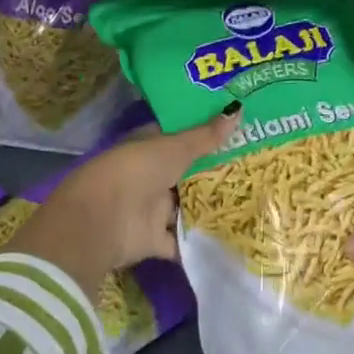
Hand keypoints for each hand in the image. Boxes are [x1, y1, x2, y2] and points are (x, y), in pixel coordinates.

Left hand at [8, 105, 238, 297]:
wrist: (100, 222)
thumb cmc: (135, 171)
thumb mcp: (175, 148)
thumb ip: (206, 136)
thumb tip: (238, 110)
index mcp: (149, 146)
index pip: (180, 136)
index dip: (205, 132)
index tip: (237, 130)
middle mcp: (150, 175)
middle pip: (185, 172)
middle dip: (213, 171)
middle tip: (253, 165)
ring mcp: (151, 208)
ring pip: (184, 206)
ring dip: (208, 206)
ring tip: (250, 201)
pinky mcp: (153, 240)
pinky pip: (180, 241)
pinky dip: (198, 244)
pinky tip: (230, 240)